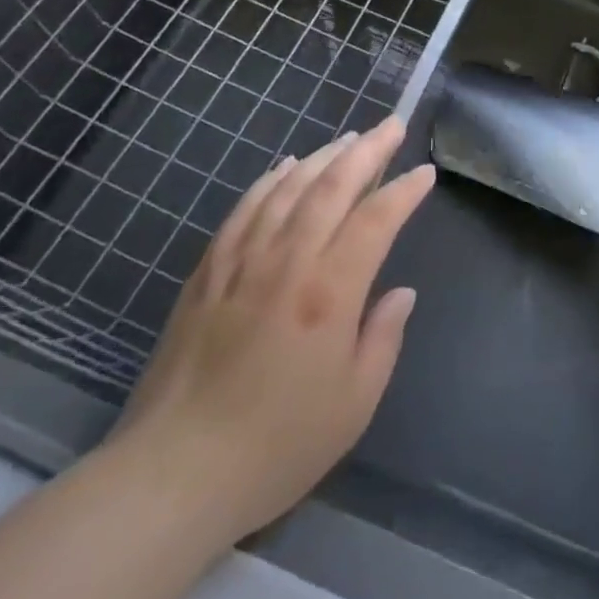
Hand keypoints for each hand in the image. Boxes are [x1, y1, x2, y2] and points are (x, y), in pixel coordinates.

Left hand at [109, 118, 433, 542]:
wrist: (175, 473)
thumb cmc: (277, 445)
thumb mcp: (353, 405)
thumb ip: (383, 338)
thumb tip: (401, 292)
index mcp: (328, 292)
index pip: (376, 220)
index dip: (404, 190)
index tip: (424, 174)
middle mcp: (287, 261)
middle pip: (332, 186)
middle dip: (367, 150)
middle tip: (391, 126)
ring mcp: (242, 260)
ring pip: (288, 187)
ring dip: (323, 156)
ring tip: (349, 139)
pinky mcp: (208, 270)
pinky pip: (245, 207)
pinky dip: (270, 179)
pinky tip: (286, 167)